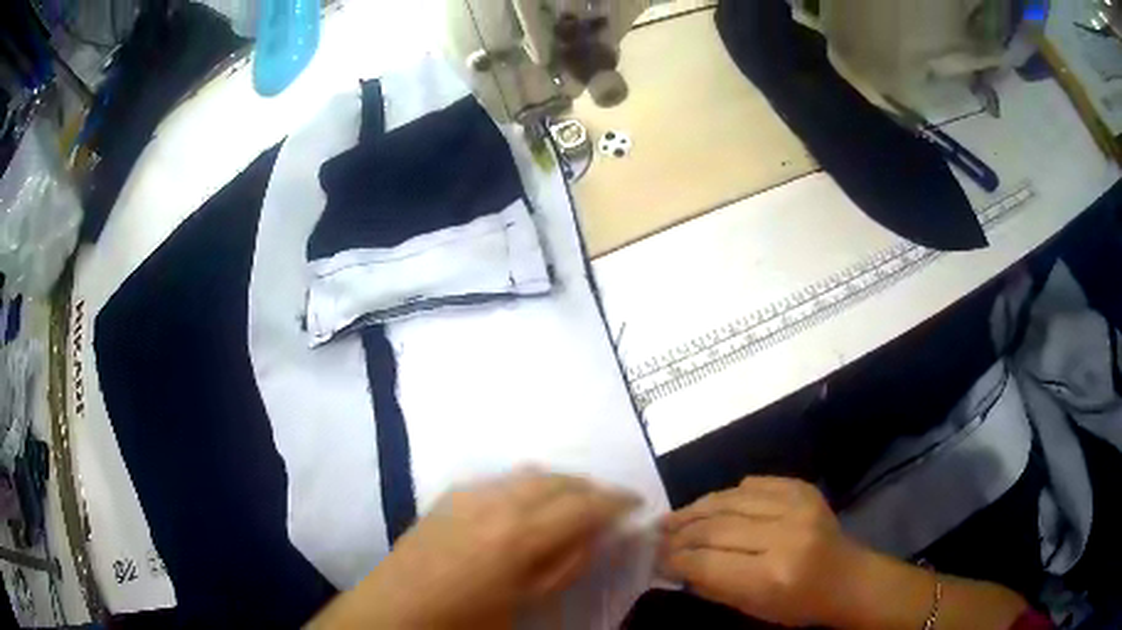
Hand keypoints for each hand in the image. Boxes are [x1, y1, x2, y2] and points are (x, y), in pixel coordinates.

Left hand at [311, 469, 639, 629]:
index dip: (616, 501)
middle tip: (609, 503)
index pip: (584, 505)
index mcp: (521, 534)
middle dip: (590, 488)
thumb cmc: (465, 619)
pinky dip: (527, 485)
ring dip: (560, 483)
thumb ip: (565, 564)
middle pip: (559, 480)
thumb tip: (595, 534)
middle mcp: (498, 501)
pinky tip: (528, 503)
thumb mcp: (525, 601)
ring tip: (574, 502)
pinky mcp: (450, 494)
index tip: (636, 502)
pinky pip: (501, 479)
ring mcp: (470, 493)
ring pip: (530, 473)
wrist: (395, 610)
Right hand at [660, 476, 870, 627]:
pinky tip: (713, 504)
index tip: (655, 557)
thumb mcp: (752, 608)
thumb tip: (675, 564)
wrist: (848, 578)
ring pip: (731, 499)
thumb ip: (712, 585)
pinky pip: (757, 484)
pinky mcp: (804, 490)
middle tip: (659, 535)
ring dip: (697, 508)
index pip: (707, 562)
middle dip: (680, 533)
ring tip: (674, 516)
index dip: (675, 559)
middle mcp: (784, 536)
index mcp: (771, 575)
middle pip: (715, 528)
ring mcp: (797, 507)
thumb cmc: (799, 605)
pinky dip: (730, 493)